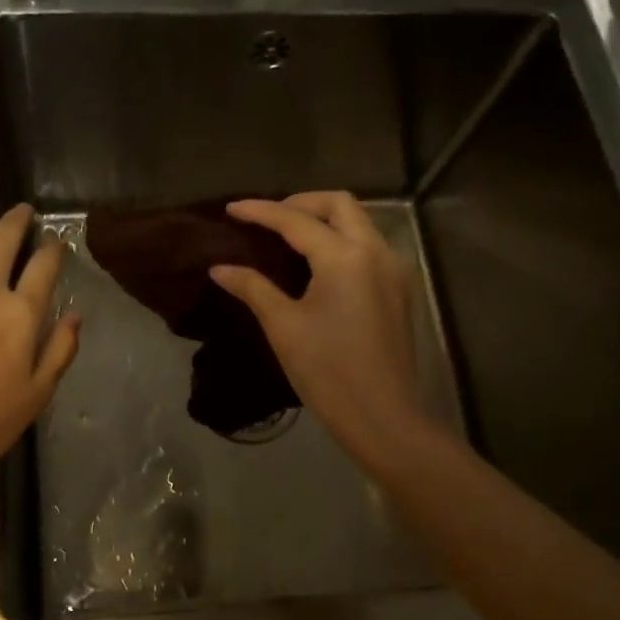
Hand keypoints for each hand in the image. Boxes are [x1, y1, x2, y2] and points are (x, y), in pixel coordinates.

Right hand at [212, 192, 430, 475]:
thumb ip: (252, 288)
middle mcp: (376, 252)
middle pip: (339, 204)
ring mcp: (394, 270)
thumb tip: (219, 268)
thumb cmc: (327, 372)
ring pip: (360, 223)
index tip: (231, 208)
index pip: (296, 220)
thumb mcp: (283, 327)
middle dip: (301, 203)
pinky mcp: (400, 290)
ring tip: (290, 237)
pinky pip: (370, 247)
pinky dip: (343, 241)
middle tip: (268, 218)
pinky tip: (320, 264)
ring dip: (325, 220)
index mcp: (345, 258)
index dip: (261, 211)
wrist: (382, 417)